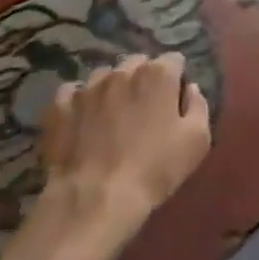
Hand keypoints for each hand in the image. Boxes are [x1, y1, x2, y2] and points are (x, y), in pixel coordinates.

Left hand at [35, 53, 211, 242]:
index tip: (174, 100)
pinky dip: (79, 101)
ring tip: (112, 114)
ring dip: (112, 88)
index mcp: (158, 75)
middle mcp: (122, 71)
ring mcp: (87, 87)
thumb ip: (198, 106)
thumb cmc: (154, 169)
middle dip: (144, 78)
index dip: (176, 79)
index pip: (173, 60)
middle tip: (145, 108)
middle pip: (138, 63)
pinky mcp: (60, 107)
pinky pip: (72, 93)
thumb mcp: (197, 140)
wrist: (95, 199)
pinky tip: (82, 120)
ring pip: (104, 76)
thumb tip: (190, 89)